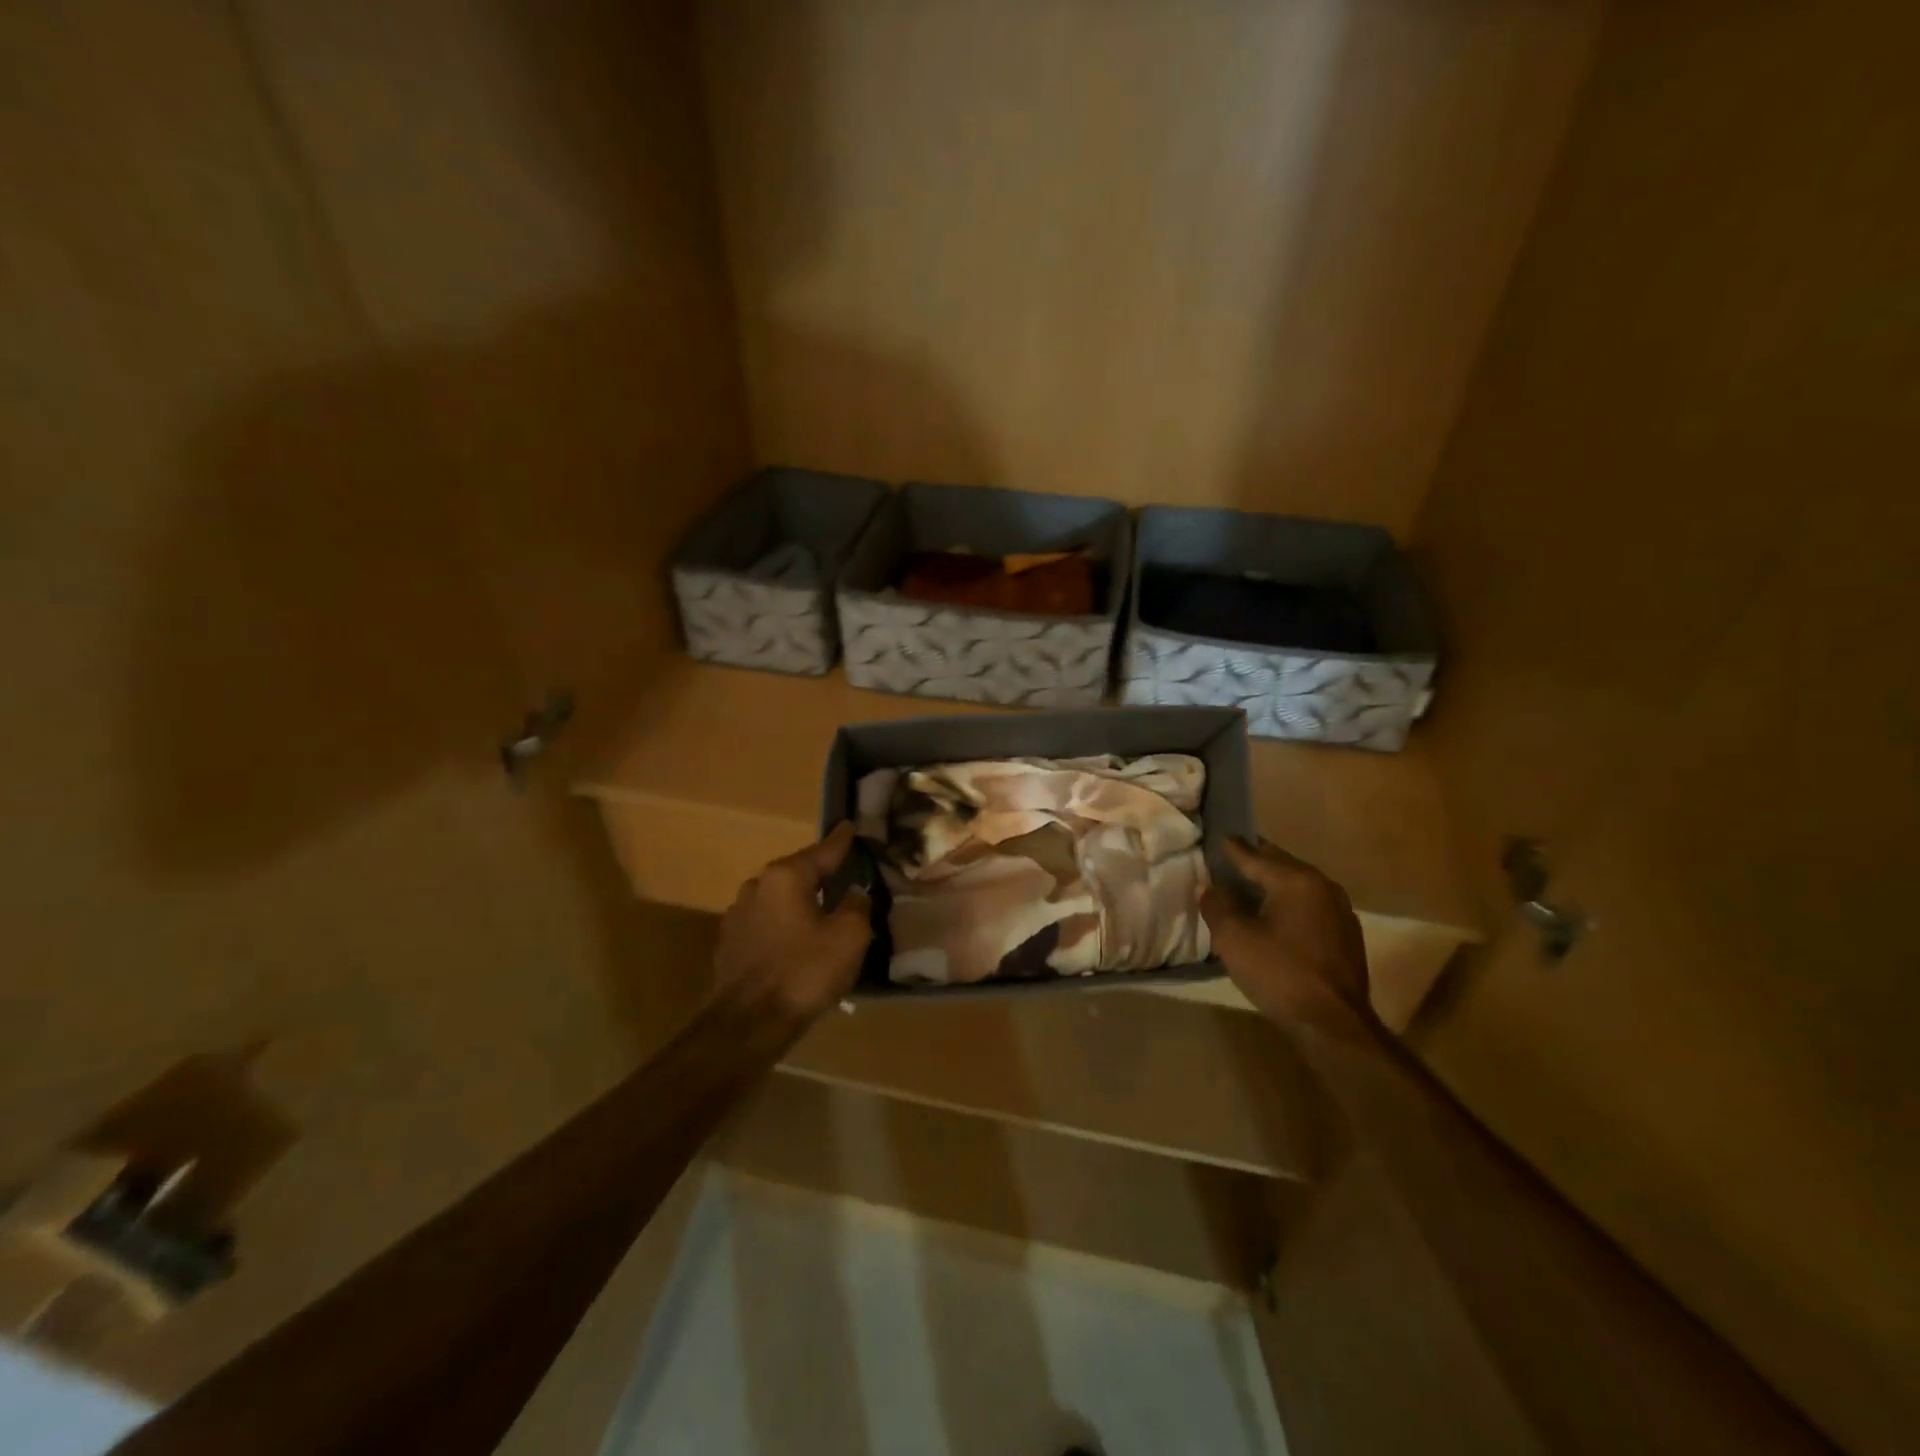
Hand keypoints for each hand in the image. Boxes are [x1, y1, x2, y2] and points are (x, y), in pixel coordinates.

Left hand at [713, 823, 872, 1024]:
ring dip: (799, 904)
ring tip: (820, 915)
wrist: (747, 1024)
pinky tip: (795, 944)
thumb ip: (856, 907)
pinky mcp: (729, 943)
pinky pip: (766, 924)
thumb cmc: (804, 972)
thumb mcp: (849, 937)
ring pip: (779, 900)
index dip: (841, 841)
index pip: (823, 850)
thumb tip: (853, 895)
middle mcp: (757, 886)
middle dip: (820, 876)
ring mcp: (738, 915)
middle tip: (843, 877)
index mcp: (786, 876)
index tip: (849, 826)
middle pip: (797, 874)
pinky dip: (783, 927)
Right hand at [1201, 837, 1377, 1039]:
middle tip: (1229, 862)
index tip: (1217, 837)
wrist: (1333, 1025)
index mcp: (1296, 880)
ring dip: (1273, 885)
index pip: (1255, 855)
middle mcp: (1323, 886)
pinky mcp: (1347, 936)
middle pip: (1280, 865)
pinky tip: (1274, 919)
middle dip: (1254, 863)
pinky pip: (1310, 907)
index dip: (1231, 848)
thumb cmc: (1279, 974)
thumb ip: (1217, 906)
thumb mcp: (1233, 939)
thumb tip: (1209, 887)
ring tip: (1248, 889)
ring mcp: (1340, 911)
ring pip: (1297, 887)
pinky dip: (1289, 905)